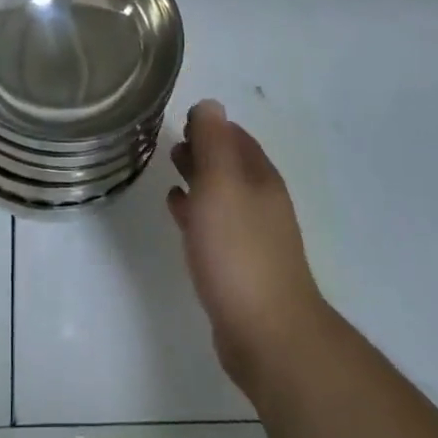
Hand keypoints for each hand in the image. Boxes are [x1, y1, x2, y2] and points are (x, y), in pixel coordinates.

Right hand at [168, 100, 328, 391]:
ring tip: (170, 169)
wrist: (267, 333)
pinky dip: (196, 210)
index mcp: (260, 178)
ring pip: (221, 194)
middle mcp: (261, 201)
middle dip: (203, 149)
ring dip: (198, 178)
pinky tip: (177, 211)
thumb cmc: (238, 250)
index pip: (235, 137)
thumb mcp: (220, 184)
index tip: (180, 121)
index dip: (210, 125)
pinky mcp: (239, 265)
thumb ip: (213, 142)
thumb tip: (210, 104)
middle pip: (230, 164)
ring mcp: (253, 236)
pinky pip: (215, 225)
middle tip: (171, 143)